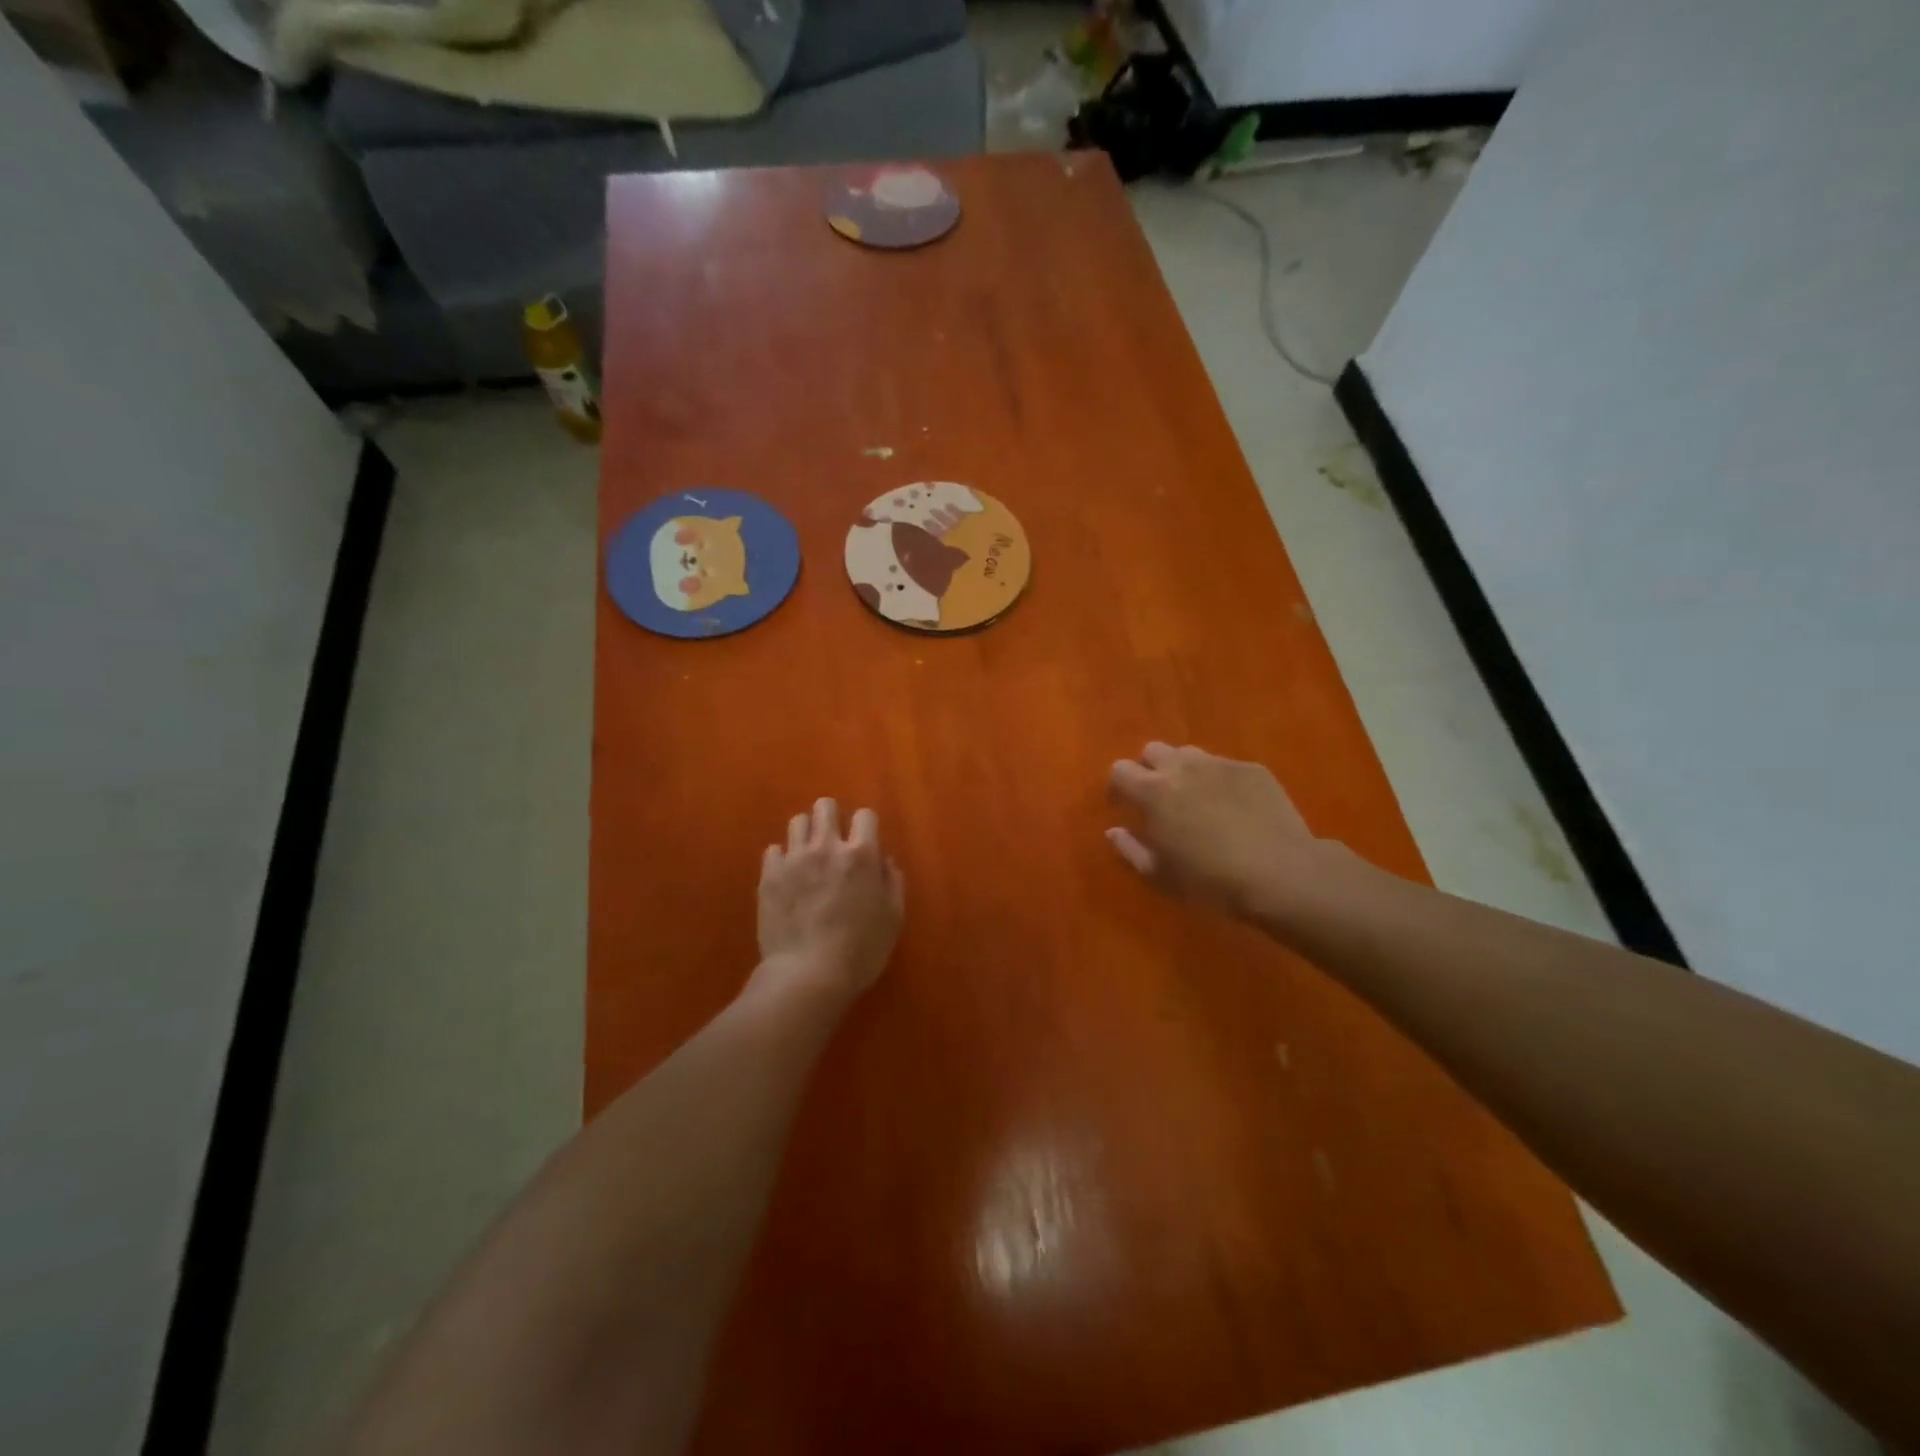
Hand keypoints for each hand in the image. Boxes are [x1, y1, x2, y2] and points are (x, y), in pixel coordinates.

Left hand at [756, 798, 904, 1002]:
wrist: (808, 975)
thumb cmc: (860, 951)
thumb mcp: (893, 918)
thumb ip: (892, 882)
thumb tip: (885, 861)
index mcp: (861, 855)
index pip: (865, 815)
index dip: (866, 826)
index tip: (864, 843)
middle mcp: (826, 847)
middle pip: (825, 807)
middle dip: (831, 818)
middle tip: (834, 842)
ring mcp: (794, 859)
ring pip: (797, 822)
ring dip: (806, 834)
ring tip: (808, 856)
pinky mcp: (769, 875)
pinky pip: (774, 850)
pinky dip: (783, 859)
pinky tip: (788, 877)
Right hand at [1107, 742, 1341, 919]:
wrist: (1281, 874)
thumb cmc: (1211, 882)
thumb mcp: (1160, 876)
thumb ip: (1130, 849)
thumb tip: (1114, 831)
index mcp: (1153, 792)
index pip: (1120, 770)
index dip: (1118, 787)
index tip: (1123, 806)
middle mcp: (1182, 767)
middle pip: (1153, 750)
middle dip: (1149, 770)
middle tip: (1159, 800)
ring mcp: (1220, 764)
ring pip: (1189, 754)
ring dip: (1183, 771)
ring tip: (1196, 799)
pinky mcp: (1252, 769)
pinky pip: (1225, 766)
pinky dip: (1219, 781)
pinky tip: (1234, 808)